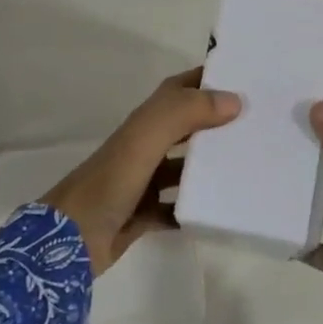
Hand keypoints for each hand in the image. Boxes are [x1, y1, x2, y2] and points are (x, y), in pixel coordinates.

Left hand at [42, 68, 241, 275]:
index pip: (179, 90)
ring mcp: (141, 183)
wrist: (64, 244)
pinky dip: (195, 209)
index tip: (245, 79)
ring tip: (249, 168)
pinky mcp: (141, 216)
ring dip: (210, 167)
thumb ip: (185, 114)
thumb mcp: (145, 140)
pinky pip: (175, 208)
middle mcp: (143, 148)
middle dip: (217, 124)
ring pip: (183, 169)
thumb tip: (234, 100)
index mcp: (143, 124)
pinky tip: (220, 211)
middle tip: (258, 126)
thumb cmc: (107, 184)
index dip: (206, 80)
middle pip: (185, 128)